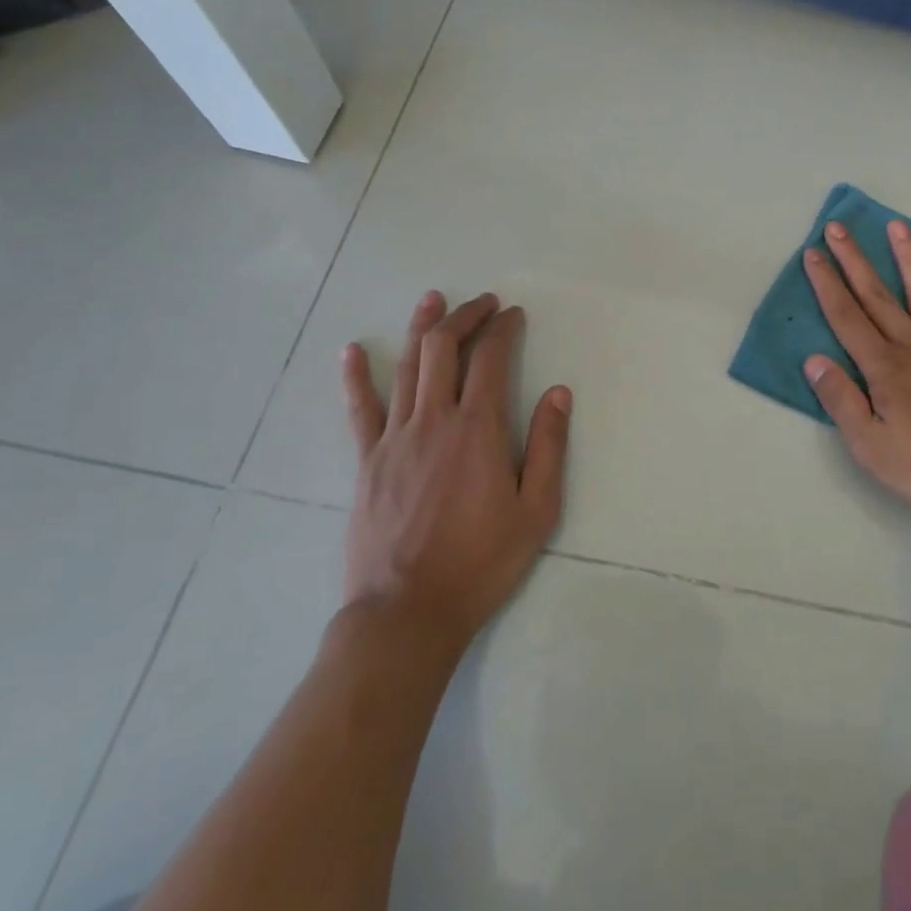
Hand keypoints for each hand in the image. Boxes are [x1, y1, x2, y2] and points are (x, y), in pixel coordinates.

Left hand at [339, 291, 571, 650]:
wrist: (407, 612)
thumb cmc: (481, 562)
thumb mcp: (537, 510)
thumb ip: (549, 446)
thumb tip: (558, 392)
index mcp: (478, 429)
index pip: (490, 358)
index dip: (503, 328)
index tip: (513, 315)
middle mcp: (434, 420)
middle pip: (444, 348)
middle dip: (464, 316)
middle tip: (482, 302)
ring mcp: (394, 438)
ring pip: (407, 367)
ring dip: (421, 327)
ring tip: (433, 299)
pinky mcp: (367, 461)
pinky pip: (360, 409)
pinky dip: (356, 376)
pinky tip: (352, 350)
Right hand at [803, 219, 910, 522]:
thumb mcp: (872, 448)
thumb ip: (842, 401)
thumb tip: (814, 360)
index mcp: (883, 368)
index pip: (846, 317)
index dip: (827, 284)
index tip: (813, 253)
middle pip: (877, 295)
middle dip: (854, 260)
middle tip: (837, 228)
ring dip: (906, 257)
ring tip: (896, 225)